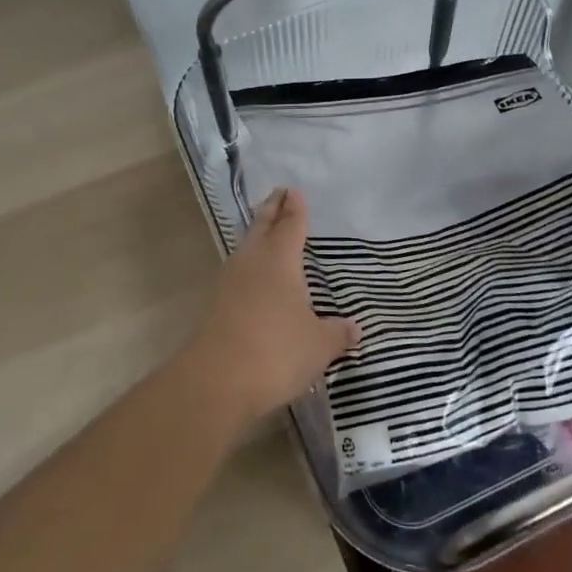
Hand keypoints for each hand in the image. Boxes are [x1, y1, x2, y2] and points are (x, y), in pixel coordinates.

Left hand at [178, 188, 360, 426]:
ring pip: (246, 248)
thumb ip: (337, 334)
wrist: (217, 380)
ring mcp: (230, 282)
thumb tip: (355, 328)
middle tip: (277, 194)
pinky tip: (253, 276)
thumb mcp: (318, 345)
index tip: (293, 191)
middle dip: (271, 210)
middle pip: (262, 227)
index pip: (290, 225)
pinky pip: (237, 273)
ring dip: (256, 234)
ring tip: (264, 229)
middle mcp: (253, 262)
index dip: (294, 209)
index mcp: (280, 260)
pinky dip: (248, 264)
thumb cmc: (276, 351)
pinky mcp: (216, 305)